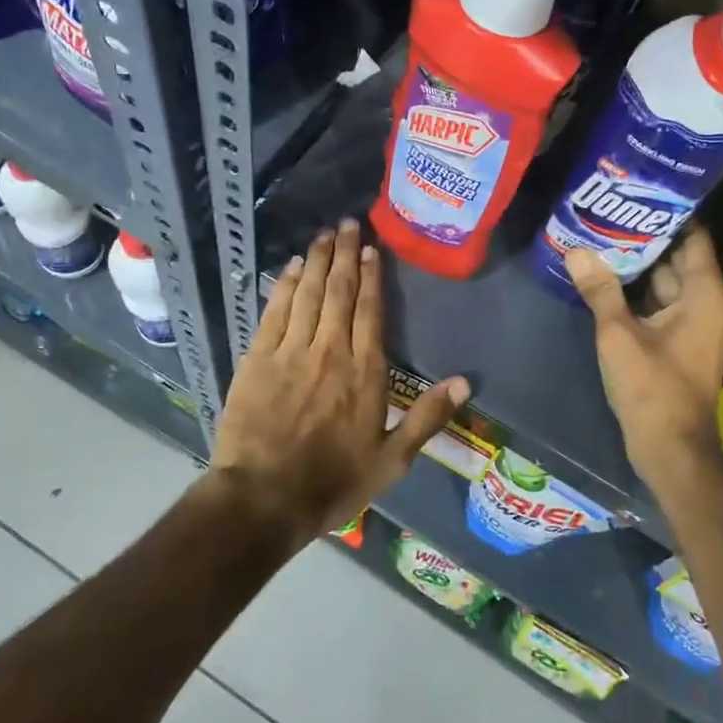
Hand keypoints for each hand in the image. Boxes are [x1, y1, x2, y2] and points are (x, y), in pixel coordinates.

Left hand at [213, 218, 469, 537]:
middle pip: (340, 292)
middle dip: (345, 255)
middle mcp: (330, 351)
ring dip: (318, 261)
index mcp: (365, 372)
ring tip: (324, 234)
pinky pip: (275, 311)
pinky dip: (285, 285)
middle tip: (348, 223)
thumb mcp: (391, 461)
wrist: (263, 499)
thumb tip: (464, 382)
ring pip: (309, 294)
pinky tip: (292, 266)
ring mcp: (291, 351)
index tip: (372, 248)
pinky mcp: (258, 359)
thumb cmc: (333, 482)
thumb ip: (427, 418)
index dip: (372, 276)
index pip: (371, 311)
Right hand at [565, 225, 722, 496]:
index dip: (668, 211)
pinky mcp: (678, 339)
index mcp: (704, 292)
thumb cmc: (652, 387)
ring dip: (637, 262)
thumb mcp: (619, 334)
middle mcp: (705, 301)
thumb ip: (600, 290)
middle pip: (676, 255)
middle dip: (644, 234)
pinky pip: (659, 301)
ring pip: (665, 279)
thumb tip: (576, 250)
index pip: (692, 235)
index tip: (638, 190)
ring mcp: (693, 321)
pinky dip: (637, 289)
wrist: (670, 447)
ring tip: (600, 234)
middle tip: (608, 208)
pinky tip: (604, 275)